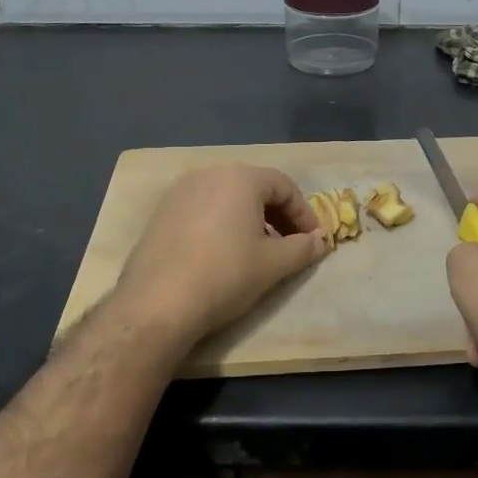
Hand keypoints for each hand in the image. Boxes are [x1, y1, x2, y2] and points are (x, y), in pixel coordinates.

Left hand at [114, 164, 328, 344]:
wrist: (158, 303)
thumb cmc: (225, 274)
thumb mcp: (274, 264)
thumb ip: (303, 248)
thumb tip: (320, 241)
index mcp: (240, 177)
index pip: (284, 185)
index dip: (304, 213)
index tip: (314, 240)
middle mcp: (208, 174)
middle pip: (254, 187)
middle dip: (278, 215)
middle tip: (290, 244)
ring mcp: (179, 192)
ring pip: (227, 198)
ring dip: (250, 219)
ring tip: (258, 251)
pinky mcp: (160, 213)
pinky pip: (202, 210)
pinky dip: (221, 224)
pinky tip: (223, 254)